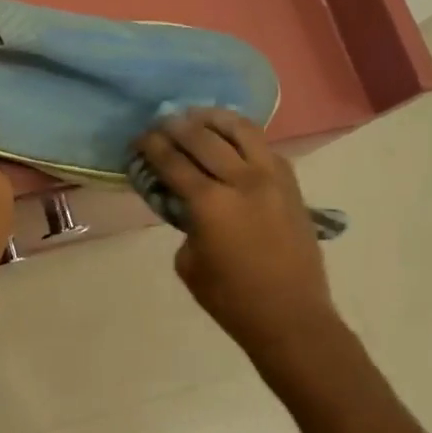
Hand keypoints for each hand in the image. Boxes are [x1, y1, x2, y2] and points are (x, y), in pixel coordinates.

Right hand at [134, 108, 342, 367]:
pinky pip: (265, 147)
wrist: (290, 317)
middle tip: (161, 123)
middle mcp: (242, 181)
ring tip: (198, 116)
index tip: (139, 137)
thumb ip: (184, 223)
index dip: (152, 146)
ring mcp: (272, 179)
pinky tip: (230, 136)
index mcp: (210, 204)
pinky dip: (243, 136)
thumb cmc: (230, 298)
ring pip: (241, 130)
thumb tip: (186, 202)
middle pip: (203, 138)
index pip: (173, 161)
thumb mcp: (188, 261)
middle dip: (177, 126)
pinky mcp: (291, 186)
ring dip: (214, 119)